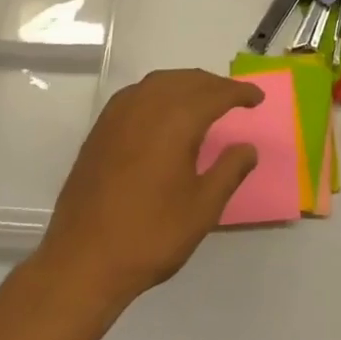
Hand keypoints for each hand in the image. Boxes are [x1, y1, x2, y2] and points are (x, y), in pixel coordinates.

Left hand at [38, 68, 262, 306]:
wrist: (82, 259)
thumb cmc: (150, 235)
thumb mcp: (202, 209)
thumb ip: (229, 171)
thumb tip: (247, 148)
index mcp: (177, 120)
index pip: (216, 94)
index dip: (240, 93)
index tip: (257, 99)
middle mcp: (147, 105)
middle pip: (188, 80)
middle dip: (214, 85)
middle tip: (234, 98)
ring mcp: (119, 113)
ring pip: (161, 81)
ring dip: (186, 84)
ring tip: (203, 100)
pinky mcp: (101, 127)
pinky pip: (138, 93)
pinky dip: (160, 92)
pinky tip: (164, 111)